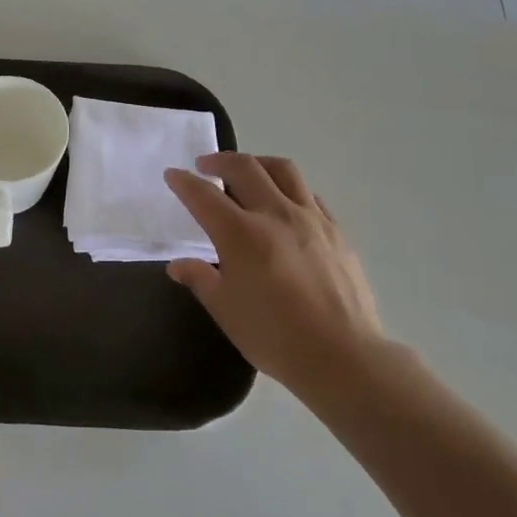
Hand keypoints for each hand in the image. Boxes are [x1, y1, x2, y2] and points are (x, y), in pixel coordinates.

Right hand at [165, 153, 386, 401]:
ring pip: (282, 170)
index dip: (184, 182)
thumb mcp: (226, 311)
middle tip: (205, 166)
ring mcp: (310, 219)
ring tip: (247, 171)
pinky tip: (284, 203)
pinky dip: (289, 188)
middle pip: (244, 168)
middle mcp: (274, 214)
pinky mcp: (335, 231)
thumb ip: (200, 279)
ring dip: (257, 163)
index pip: (203, 195)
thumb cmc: (275, 336)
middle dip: (219, 160)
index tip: (172, 175)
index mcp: (240, 234)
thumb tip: (178, 264)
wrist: (344, 356)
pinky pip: (309, 194)